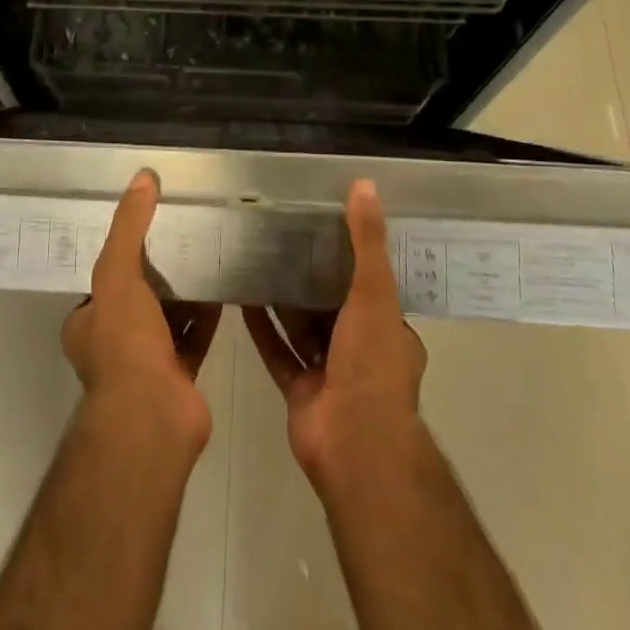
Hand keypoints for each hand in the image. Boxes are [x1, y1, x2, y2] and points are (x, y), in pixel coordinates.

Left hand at [62, 169, 221, 449]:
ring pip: (165, 319)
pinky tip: (223, 289)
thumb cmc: (124, 343)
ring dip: (183, 294)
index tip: (146, 230)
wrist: (153, 417)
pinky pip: (193, 337)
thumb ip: (129, 227)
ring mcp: (146, 364)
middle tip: (181, 238)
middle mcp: (112, 344)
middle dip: (156, 274)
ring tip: (204, 255)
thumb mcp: (118, 273)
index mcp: (86, 324)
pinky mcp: (178, 376)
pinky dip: (205, 316)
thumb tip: (142, 177)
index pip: (101, 282)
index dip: (121, 256)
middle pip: (136, 299)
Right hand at [244, 178, 427, 491]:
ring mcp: (328, 374)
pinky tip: (242, 299)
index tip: (323, 227)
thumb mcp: (375, 292)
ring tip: (257, 260)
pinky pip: (277, 351)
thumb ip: (367, 241)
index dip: (349, 258)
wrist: (354, 445)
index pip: (370, 286)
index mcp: (387, 331)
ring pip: (302, 328)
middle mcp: (360, 351)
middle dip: (310, 277)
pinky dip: (262, 328)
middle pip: (331, 305)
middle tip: (281, 239)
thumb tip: (365, 185)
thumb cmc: (372, 364)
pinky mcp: (299, 391)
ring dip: (282, 300)